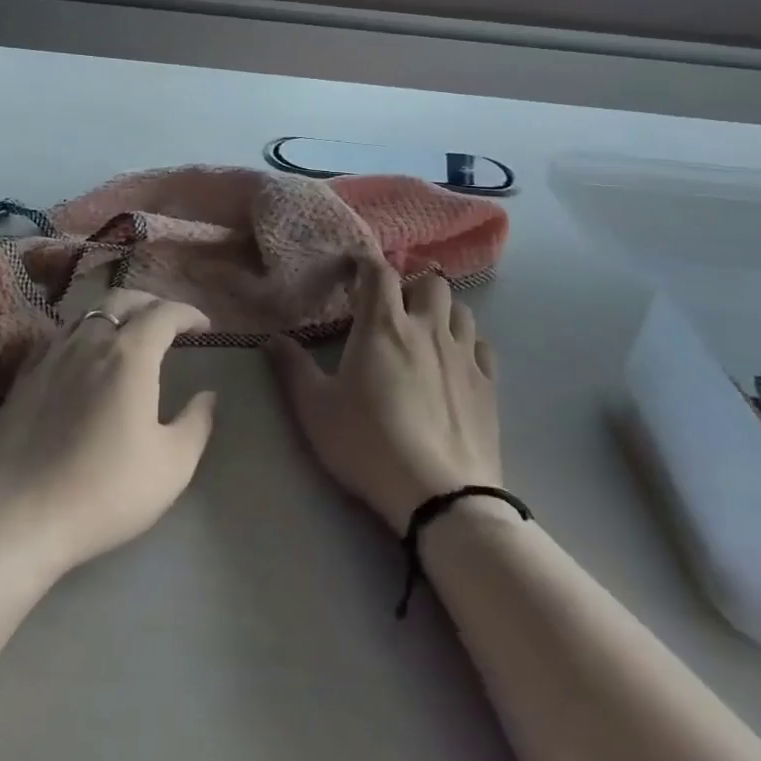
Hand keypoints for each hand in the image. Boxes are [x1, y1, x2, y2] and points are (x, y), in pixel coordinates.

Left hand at [0, 289, 216, 579]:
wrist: (19, 517)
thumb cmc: (104, 491)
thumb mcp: (171, 466)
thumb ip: (196, 424)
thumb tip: (207, 396)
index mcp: (129, 356)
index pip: (164, 313)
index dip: (188, 313)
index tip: (204, 326)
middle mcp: (90, 342)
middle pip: (122, 300)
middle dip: (151, 303)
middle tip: (169, 322)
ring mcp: (52, 355)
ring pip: (88, 314)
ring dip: (115, 314)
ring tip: (128, 334)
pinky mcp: (24, 376)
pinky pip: (59, 336)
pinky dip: (82, 333)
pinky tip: (83, 355)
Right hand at [265, 261, 499, 531]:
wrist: (441, 496)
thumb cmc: (369, 445)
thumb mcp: (315, 410)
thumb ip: (292, 369)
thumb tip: (272, 338)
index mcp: (384, 326)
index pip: (379, 273)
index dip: (366, 264)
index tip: (353, 271)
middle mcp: (428, 329)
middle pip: (430, 282)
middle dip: (411, 286)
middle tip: (392, 308)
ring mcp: (464, 356)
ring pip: (461, 309)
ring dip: (442, 311)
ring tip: (425, 331)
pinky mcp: (489, 385)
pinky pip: (483, 346)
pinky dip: (468, 344)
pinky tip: (455, 363)